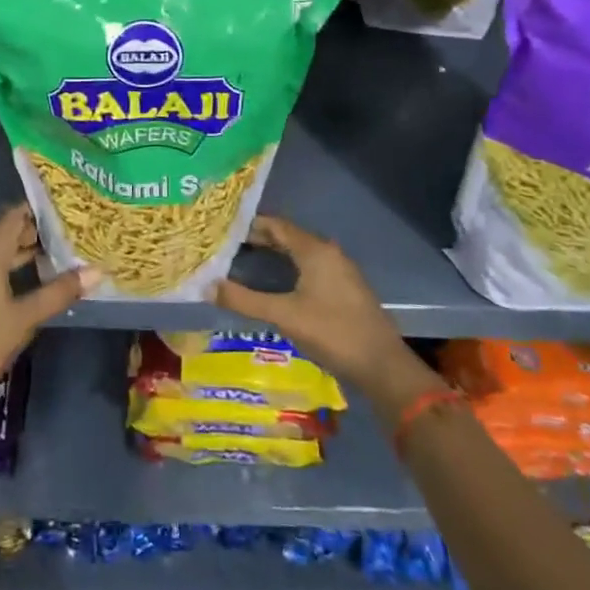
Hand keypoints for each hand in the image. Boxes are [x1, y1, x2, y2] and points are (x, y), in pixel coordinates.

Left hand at [0, 205, 97, 392]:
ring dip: (31, 252)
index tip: (64, 204)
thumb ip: (60, 292)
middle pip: (9, 236)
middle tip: (72, 227)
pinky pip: (1, 273)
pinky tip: (44, 280)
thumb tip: (97, 270)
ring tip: (65, 250)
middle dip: (38, 231)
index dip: (36, 209)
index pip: (12, 219)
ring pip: (5, 257)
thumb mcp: (26, 316)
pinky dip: (22, 271)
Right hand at [211, 214, 441, 410]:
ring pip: (300, 252)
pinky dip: (288, 266)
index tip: (223, 227)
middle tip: (227, 244)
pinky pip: (310, 266)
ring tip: (244, 260)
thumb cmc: (332, 332)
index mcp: (315, 251)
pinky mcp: (344, 288)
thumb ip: (244, 300)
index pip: (276, 225)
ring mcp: (340, 270)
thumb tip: (207, 287)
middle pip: (288, 236)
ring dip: (274, 253)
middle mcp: (328, 253)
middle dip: (259, 238)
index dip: (249, 224)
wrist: (382, 365)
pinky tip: (275, 282)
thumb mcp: (284, 315)